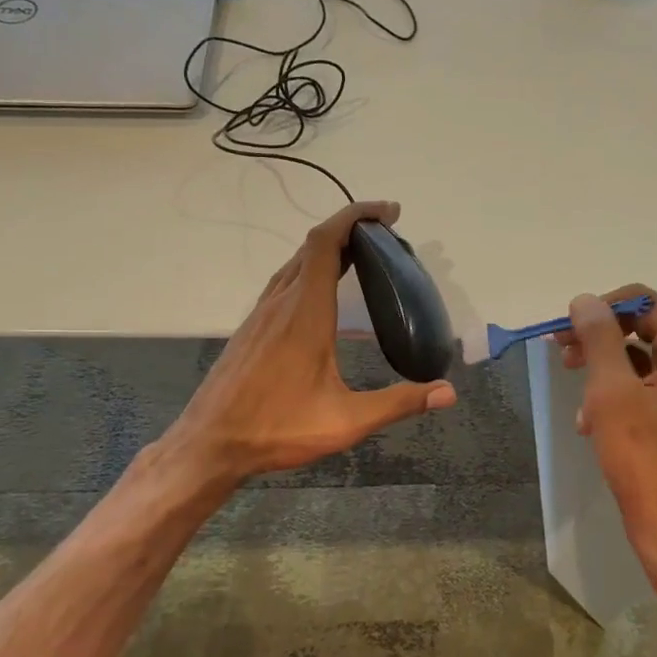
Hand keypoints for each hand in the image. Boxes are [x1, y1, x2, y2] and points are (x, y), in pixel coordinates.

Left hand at [165, 201, 456, 485]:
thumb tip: (448, 392)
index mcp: (305, 312)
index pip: (326, 242)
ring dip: (328, 249)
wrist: (209, 444)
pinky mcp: (251, 328)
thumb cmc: (277, 428)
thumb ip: (398, 403)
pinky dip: (310, 270)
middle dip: (350, 228)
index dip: (356, 216)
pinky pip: (284, 282)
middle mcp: (281, 302)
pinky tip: (323, 295)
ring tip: (362, 257)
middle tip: (387, 234)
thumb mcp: (346, 421)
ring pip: (295, 263)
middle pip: (312, 246)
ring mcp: (261, 314)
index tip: (388, 212)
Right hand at [559, 286, 656, 576]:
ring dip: (602, 371)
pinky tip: (589, 424)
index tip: (565, 331)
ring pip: (638, 360)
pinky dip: (614, 397)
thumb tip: (585, 300)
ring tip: (577, 399)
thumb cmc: (643, 457)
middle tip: (562, 355)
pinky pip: (643, 389)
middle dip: (598, 339)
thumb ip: (598, 339)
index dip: (602, 308)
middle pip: (641, 327)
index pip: (643, 300)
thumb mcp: (611, 392)